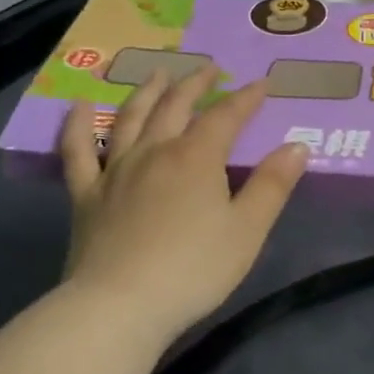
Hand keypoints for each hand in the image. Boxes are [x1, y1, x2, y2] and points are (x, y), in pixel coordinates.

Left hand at [59, 68, 306, 337]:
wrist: (120, 305)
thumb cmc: (195, 269)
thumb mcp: (248, 230)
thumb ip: (273, 185)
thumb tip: (296, 146)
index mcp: (197, 159)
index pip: (226, 117)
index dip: (246, 98)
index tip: (262, 84)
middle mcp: (155, 152)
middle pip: (175, 108)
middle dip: (195, 84)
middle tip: (209, 68)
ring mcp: (115, 171)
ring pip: (130, 119)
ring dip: (146, 92)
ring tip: (157, 73)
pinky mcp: (86, 196)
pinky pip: (77, 152)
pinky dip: (76, 125)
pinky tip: (78, 106)